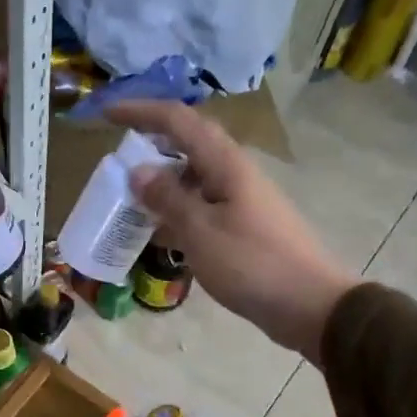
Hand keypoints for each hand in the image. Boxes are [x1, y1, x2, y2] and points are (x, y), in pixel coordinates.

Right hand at [110, 100, 356, 356]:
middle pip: (187, 145)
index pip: (178, 120)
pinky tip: (157, 234)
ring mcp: (240, 200)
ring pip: (192, 179)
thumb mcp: (201, 232)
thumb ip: (167, 199)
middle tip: (115, 165)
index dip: (140, 112)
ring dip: (160, 184)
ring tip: (127, 202)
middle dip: (149, 147)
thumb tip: (138, 171)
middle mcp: (234, 173)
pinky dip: (175, 213)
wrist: (309, 304)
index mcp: (225, 164)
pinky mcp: (242, 226)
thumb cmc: (252, 265)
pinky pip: (201, 207)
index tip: (107, 114)